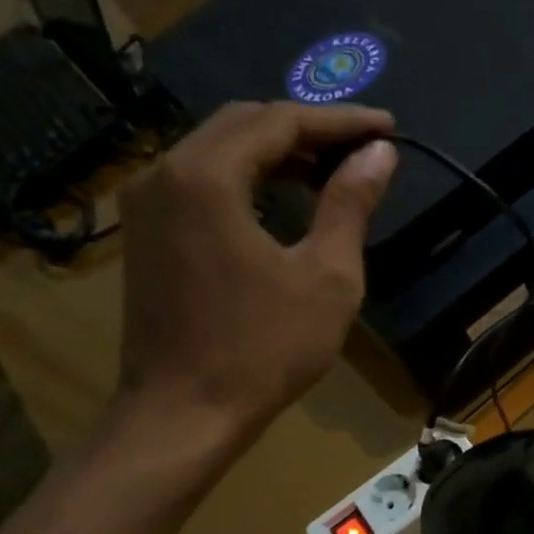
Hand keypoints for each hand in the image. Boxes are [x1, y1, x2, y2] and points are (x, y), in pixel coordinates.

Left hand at [114, 101, 396, 451]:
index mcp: (208, 176)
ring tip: (330, 173)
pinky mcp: (146, 232)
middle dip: (307, 130)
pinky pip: (200, 182)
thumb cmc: (265, 349)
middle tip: (362, 148)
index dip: (340, 122)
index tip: (387, 128)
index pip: (280, 121)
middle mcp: (164, 172)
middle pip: (243, 125)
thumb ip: (349, 205)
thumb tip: (379, 154)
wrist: (186, 412)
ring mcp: (147, 202)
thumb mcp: (326, 277)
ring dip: (276, 154)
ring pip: (218, 151)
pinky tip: (281, 201)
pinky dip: (246, 179)